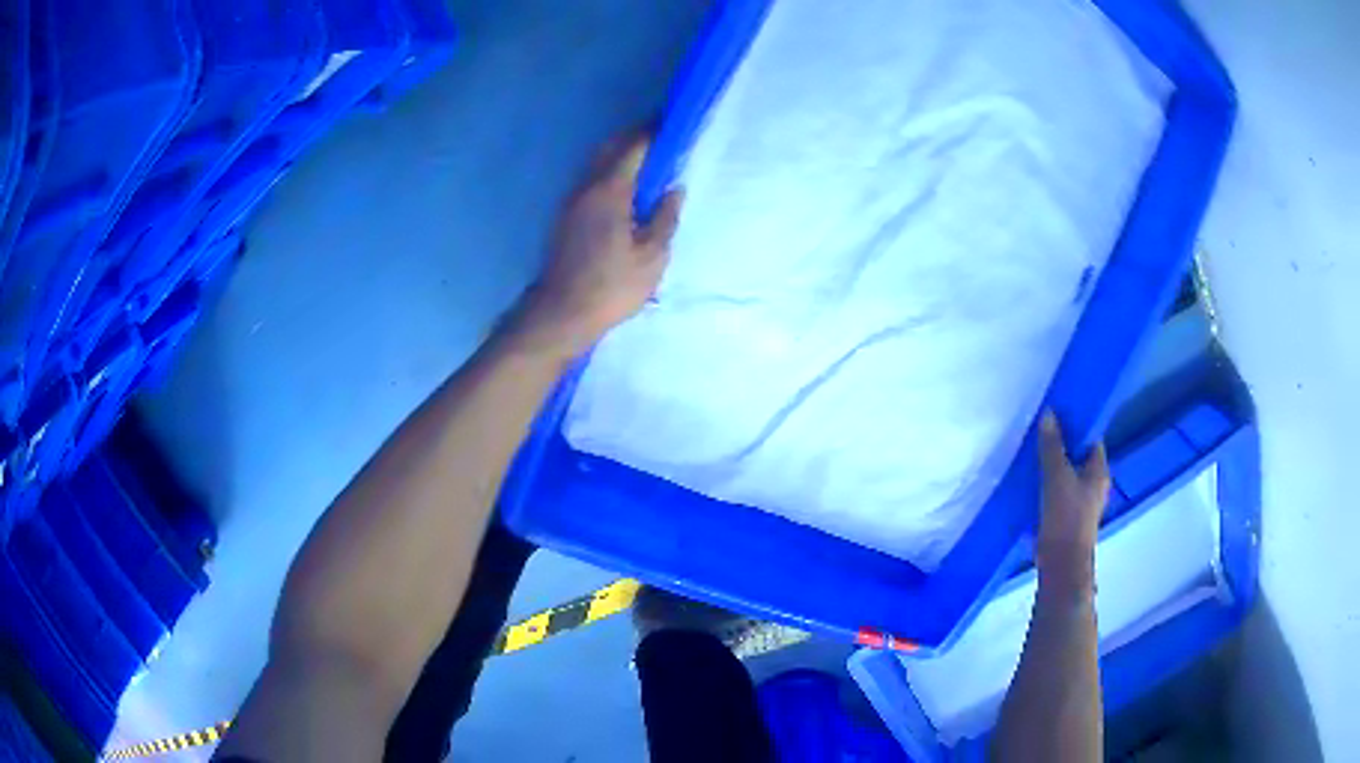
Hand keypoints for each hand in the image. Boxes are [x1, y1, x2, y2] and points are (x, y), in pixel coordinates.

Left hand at [512, 133, 683, 357]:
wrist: (561, 313)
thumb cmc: (611, 287)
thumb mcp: (652, 257)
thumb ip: (665, 217)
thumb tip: (674, 189)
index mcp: (609, 191)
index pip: (633, 146)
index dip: (653, 131)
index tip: (673, 123)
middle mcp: (586, 187)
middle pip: (610, 148)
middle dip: (635, 136)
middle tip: (663, 136)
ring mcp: (571, 201)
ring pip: (597, 163)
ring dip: (621, 153)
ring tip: (649, 159)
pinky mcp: (566, 216)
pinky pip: (591, 180)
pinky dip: (610, 172)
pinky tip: (627, 187)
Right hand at [1036, 410, 1109, 596]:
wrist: (1061, 563)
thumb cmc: (1065, 516)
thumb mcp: (1056, 476)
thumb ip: (1052, 446)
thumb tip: (1048, 414)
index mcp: (1099, 471)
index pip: (1092, 439)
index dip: (1077, 426)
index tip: (1058, 415)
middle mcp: (1095, 485)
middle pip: (1079, 457)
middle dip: (1062, 446)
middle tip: (1041, 433)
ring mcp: (1082, 503)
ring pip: (1068, 476)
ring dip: (1054, 467)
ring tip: (1033, 455)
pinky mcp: (1068, 517)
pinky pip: (1059, 492)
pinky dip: (1048, 485)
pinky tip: (1032, 482)